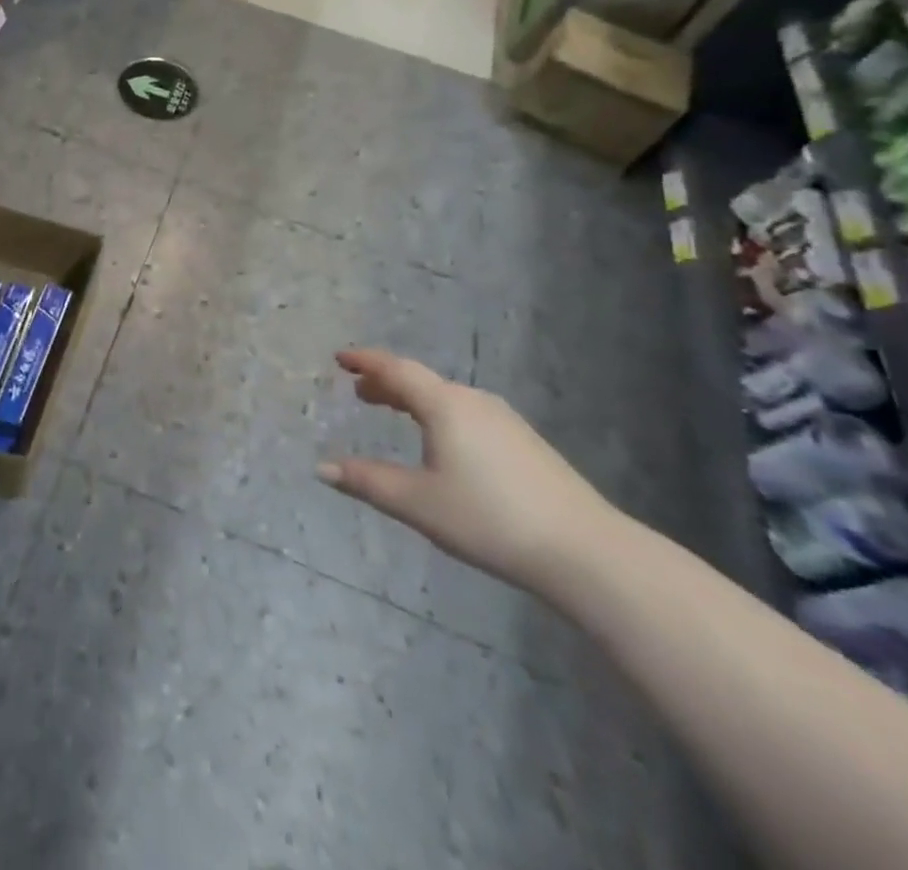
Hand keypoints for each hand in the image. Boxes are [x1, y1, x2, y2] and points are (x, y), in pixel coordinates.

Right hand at [316, 349, 617, 594]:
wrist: (585, 550)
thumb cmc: (490, 518)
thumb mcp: (418, 502)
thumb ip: (368, 481)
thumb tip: (322, 468)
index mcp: (445, 405)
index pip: (396, 370)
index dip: (365, 361)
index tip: (340, 358)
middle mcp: (474, 401)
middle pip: (421, 381)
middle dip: (387, 383)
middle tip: (359, 392)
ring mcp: (504, 420)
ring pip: (446, 398)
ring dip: (414, 400)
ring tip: (394, 413)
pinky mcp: (525, 443)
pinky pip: (467, 413)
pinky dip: (439, 415)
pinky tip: (442, 442)